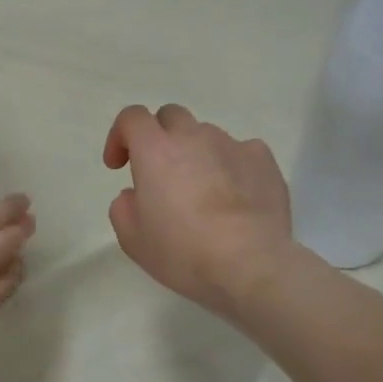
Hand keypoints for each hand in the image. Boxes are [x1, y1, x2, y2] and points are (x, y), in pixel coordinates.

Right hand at [103, 103, 293, 312]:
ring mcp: (232, 144)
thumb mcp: (133, 240)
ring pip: (207, 135)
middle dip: (159, 138)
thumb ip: (123, 208)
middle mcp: (194, 136)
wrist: (249, 264)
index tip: (119, 166)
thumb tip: (135, 194)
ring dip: (197, 154)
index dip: (119, 136)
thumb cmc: (183, 252)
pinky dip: (231, 166)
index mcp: (155, 150)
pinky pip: (241, 151)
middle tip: (160, 174)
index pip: (132, 117)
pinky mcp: (263, 159)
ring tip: (203, 192)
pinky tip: (234, 196)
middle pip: (171, 117)